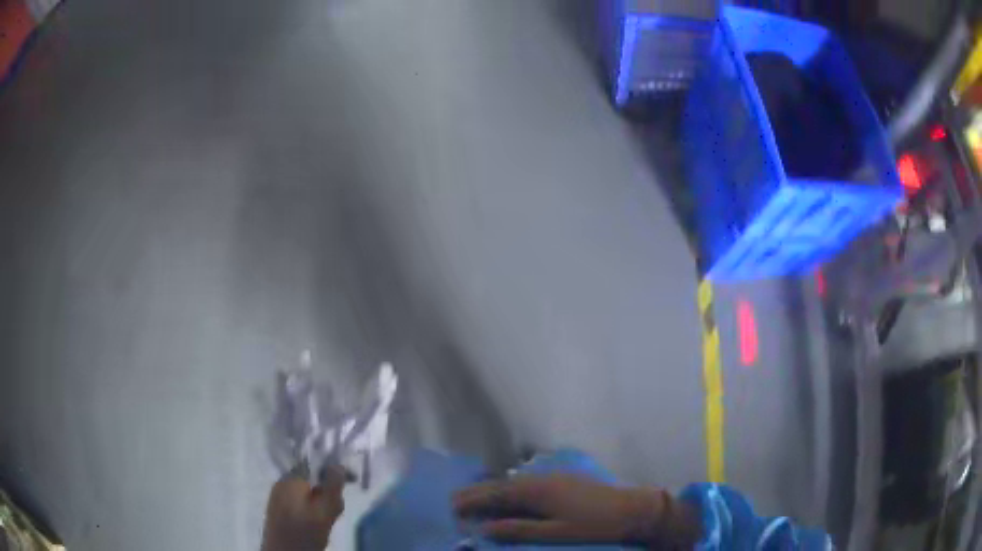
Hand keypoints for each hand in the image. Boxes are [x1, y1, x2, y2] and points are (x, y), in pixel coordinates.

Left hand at [261, 466, 346, 550]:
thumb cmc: (304, 533)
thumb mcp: (325, 511)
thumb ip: (332, 487)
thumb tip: (339, 465)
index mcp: (291, 479)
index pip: (315, 464)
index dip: (333, 471)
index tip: (351, 482)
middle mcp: (282, 482)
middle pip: (311, 478)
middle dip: (327, 490)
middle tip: (337, 509)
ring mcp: (278, 495)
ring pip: (306, 491)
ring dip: (321, 501)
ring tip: (328, 519)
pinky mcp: (278, 508)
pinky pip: (299, 500)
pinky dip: (311, 508)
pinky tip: (315, 522)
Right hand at [453, 474, 699, 547]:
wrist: (634, 509)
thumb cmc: (595, 525)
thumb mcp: (556, 533)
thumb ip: (520, 530)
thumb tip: (485, 529)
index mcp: (538, 491)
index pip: (497, 494)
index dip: (473, 500)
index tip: (451, 507)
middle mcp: (542, 479)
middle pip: (502, 485)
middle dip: (478, 492)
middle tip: (454, 499)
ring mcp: (555, 477)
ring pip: (515, 482)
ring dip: (494, 490)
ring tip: (475, 498)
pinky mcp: (565, 481)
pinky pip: (528, 483)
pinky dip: (511, 490)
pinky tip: (509, 496)